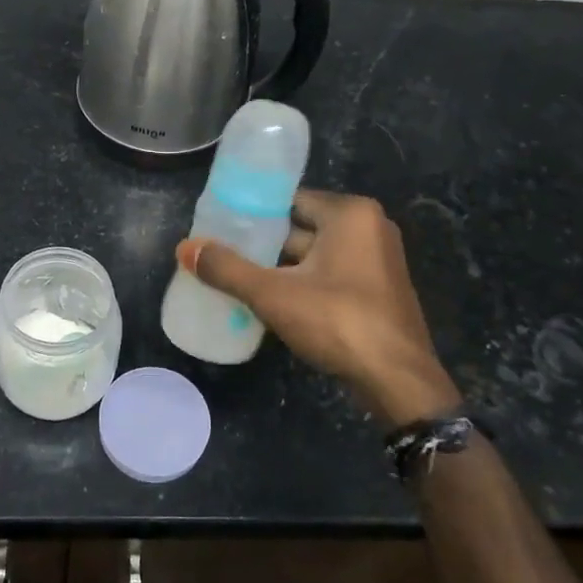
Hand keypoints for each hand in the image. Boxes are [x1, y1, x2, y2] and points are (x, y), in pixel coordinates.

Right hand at [178, 190, 460, 427]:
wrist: (398, 381)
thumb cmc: (338, 322)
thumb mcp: (274, 294)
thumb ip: (227, 269)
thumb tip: (185, 248)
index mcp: (350, 213)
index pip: (290, 200)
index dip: (254, 213)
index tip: (222, 226)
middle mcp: (370, 227)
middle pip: (303, 227)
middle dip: (266, 244)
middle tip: (224, 254)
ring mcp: (379, 259)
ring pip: (316, 254)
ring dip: (283, 267)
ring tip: (239, 278)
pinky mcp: (379, 289)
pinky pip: (332, 274)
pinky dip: (305, 283)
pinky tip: (274, 301)